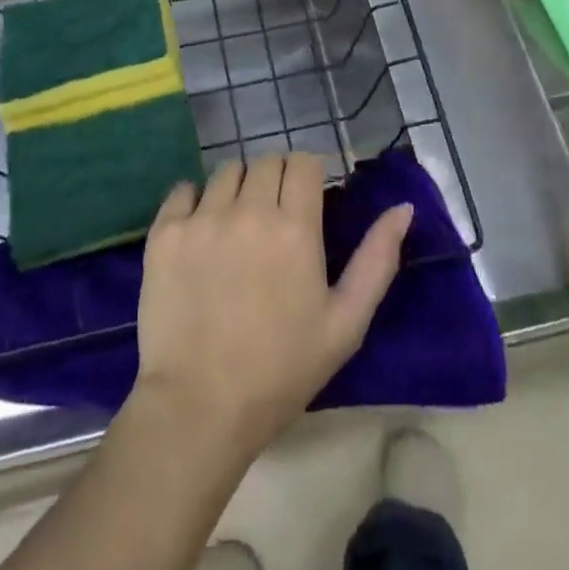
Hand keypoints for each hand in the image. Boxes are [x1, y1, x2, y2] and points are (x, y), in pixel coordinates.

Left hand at [130, 154, 412, 466]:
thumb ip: (377, 260)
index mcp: (295, 227)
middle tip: (274, 220)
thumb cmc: (281, 370)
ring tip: (236, 228)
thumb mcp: (345, 324)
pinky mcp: (165, 232)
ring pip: (226, 172)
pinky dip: (194, 202)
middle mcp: (248, 209)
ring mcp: (202, 218)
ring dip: (237, 189)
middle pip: (265, 161)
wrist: (199, 407)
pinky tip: (199, 233)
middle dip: (275, 181)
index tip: (306, 201)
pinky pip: (183, 190)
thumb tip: (403, 208)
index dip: (308, 177)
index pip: (303, 162)